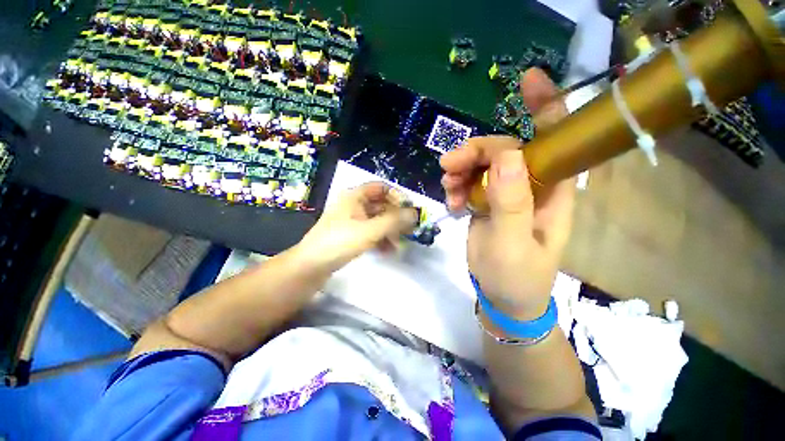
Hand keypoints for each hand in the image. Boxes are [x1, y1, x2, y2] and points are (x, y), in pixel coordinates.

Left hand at [297, 182, 418, 272]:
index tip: (409, 210)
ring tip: (400, 243)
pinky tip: (389, 250)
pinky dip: (381, 239)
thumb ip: (394, 221)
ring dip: (390, 230)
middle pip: (381, 204)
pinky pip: (371, 232)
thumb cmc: (339, 242)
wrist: (310, 266)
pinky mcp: (351, 235)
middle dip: (396, 216)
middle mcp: (354, 205)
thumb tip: (415, 213)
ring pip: (377, 220)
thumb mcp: (369, 230)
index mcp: (355, 196)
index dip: (397, 196)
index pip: (381, 188)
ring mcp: (352, 221)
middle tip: (409, 228)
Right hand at [440, 68, 574, 318]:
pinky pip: (470, 181)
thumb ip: (511, 203)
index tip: (527, 81)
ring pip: (482, 164)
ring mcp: (507, 193)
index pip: (555, 140)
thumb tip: (507, 156)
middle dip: (475, 152)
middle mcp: (532, 185)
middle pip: (505, 149)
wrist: (503, 298)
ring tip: (448, 191)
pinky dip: (457, 187)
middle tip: (448, 166)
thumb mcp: (513, 245)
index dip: (545, 107)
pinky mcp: (487, 201)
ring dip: (461, 171)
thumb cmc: (516, 277)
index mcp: (552, 191)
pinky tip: (450, 202)